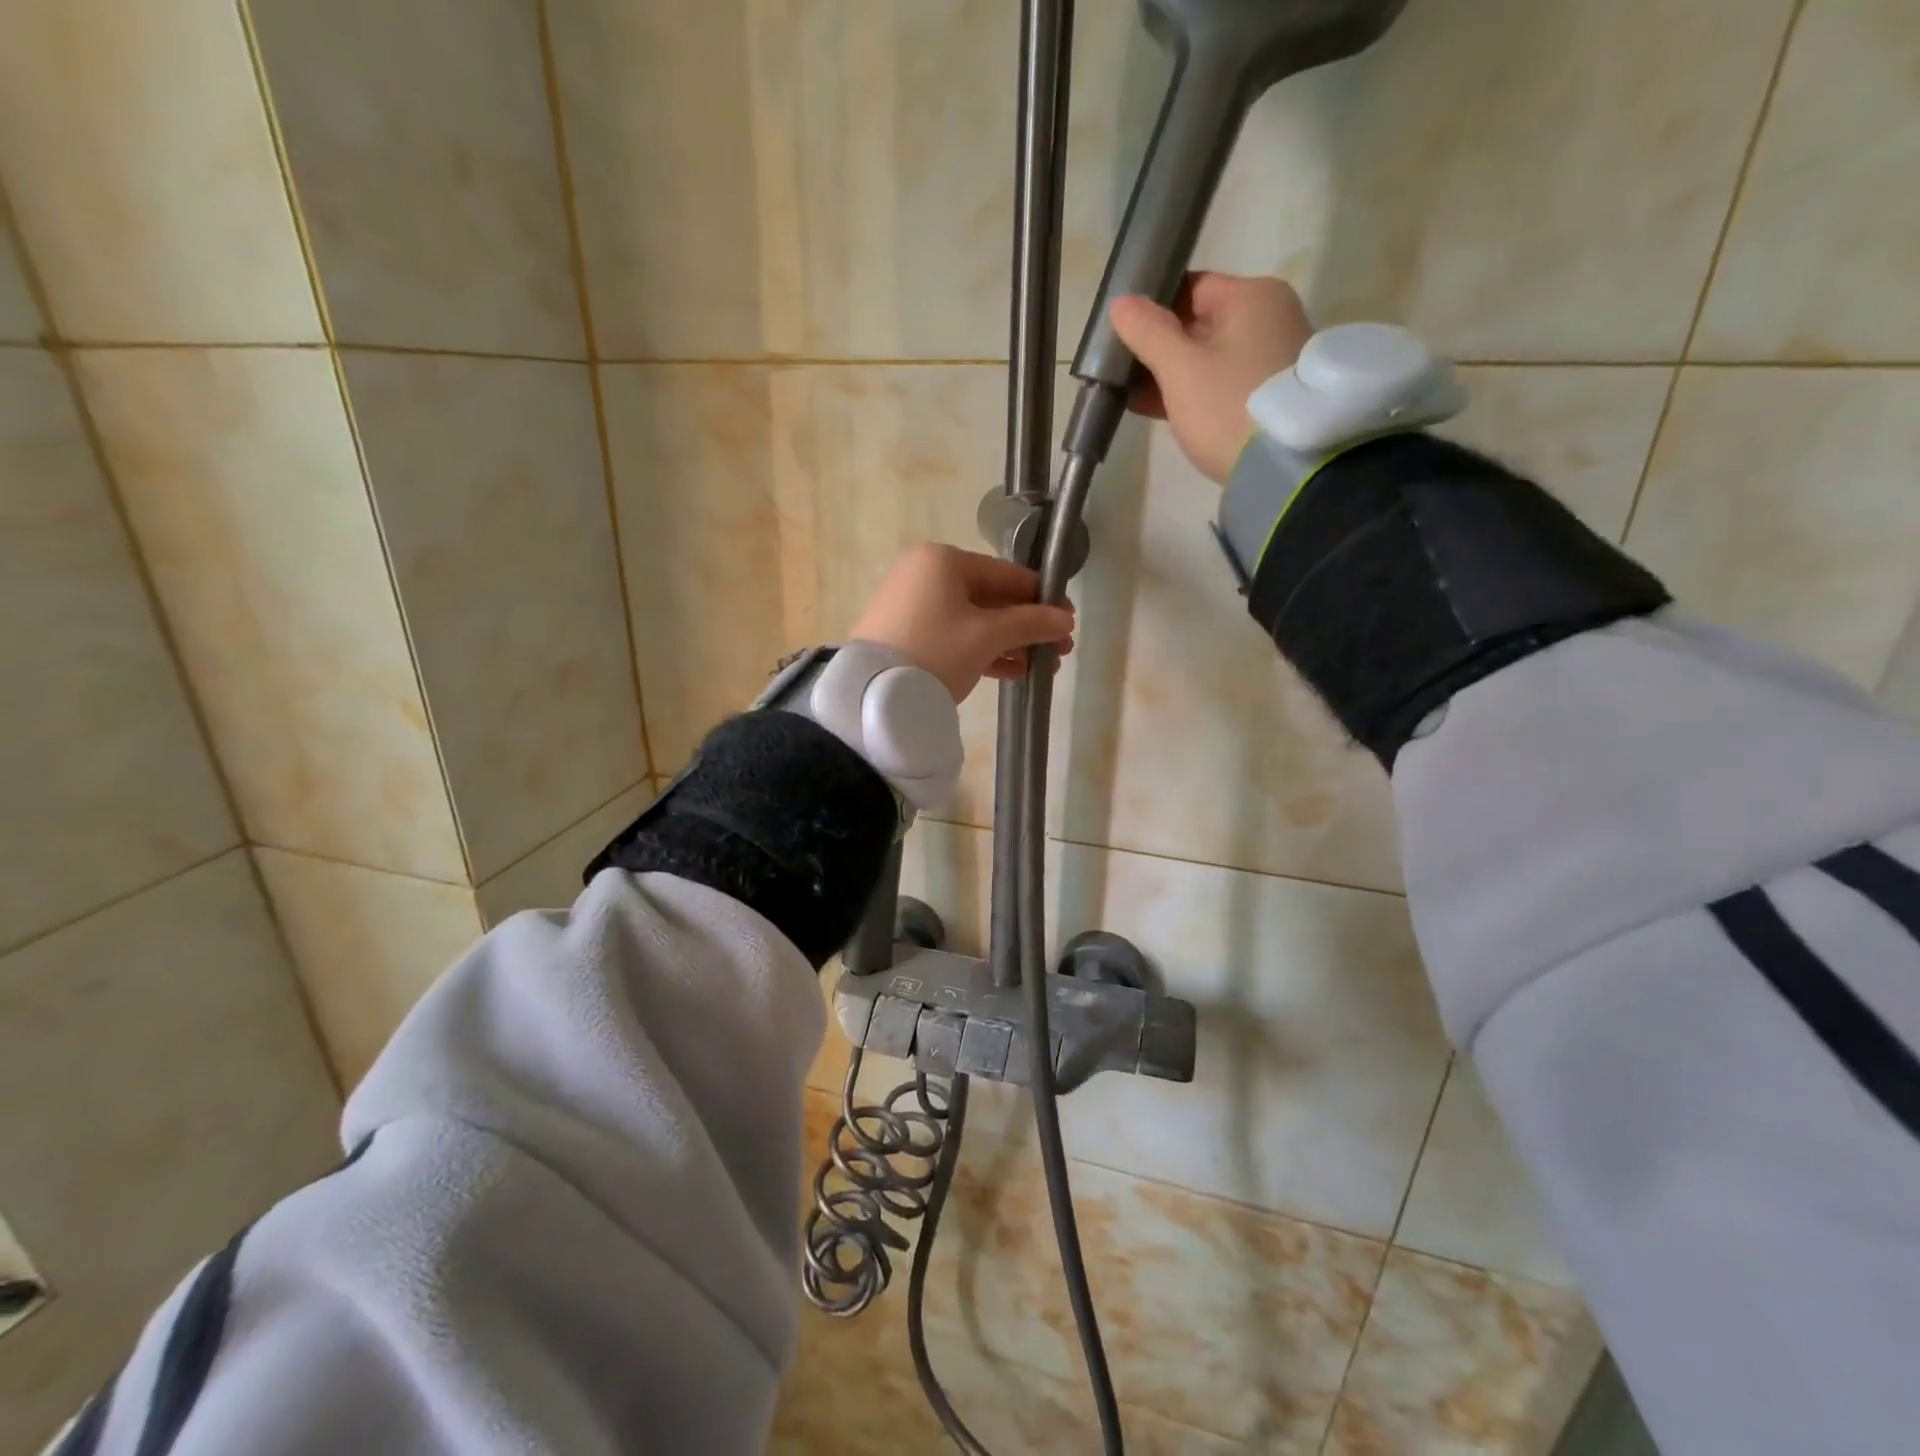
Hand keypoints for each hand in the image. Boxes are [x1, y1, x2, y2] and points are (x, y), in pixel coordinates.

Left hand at [850, 544, 1075, 702]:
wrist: (873, 695)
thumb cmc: (936, 651)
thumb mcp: (987, 636)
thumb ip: (1030, 623)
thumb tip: (1066, 619)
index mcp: (943, 560)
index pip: (1006, 574)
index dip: (1041, 597)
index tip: (1068, 620)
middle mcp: (925, 574)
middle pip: (990, 598)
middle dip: (1027, 626)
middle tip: (1060, 650)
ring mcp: (912, 605)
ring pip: (973, 620)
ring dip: (1010, 642)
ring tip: (1042, 667)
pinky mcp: (905, 635)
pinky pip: (954, 636)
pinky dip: (982, 651)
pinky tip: (1013, 672)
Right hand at [1109, 273, 1312, 483]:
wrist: (1284, 467)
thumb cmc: (1228, 406)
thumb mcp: (1180, 369)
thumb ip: (1148, 333)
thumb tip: (1121, 303)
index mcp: (1252, 296)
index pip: (1191, 288)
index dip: (1152, 309)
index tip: (1122, 334)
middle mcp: (1270, 317)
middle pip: (1200, 323)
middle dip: (1159, 346)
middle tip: (1119, 368)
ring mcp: (1272, 358)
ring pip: (1208, 357)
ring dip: (1171, 374)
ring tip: (1129, 393)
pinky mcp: (1267, 396)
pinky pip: (1221, 383)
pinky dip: (1192, 393)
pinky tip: (1157, 410)